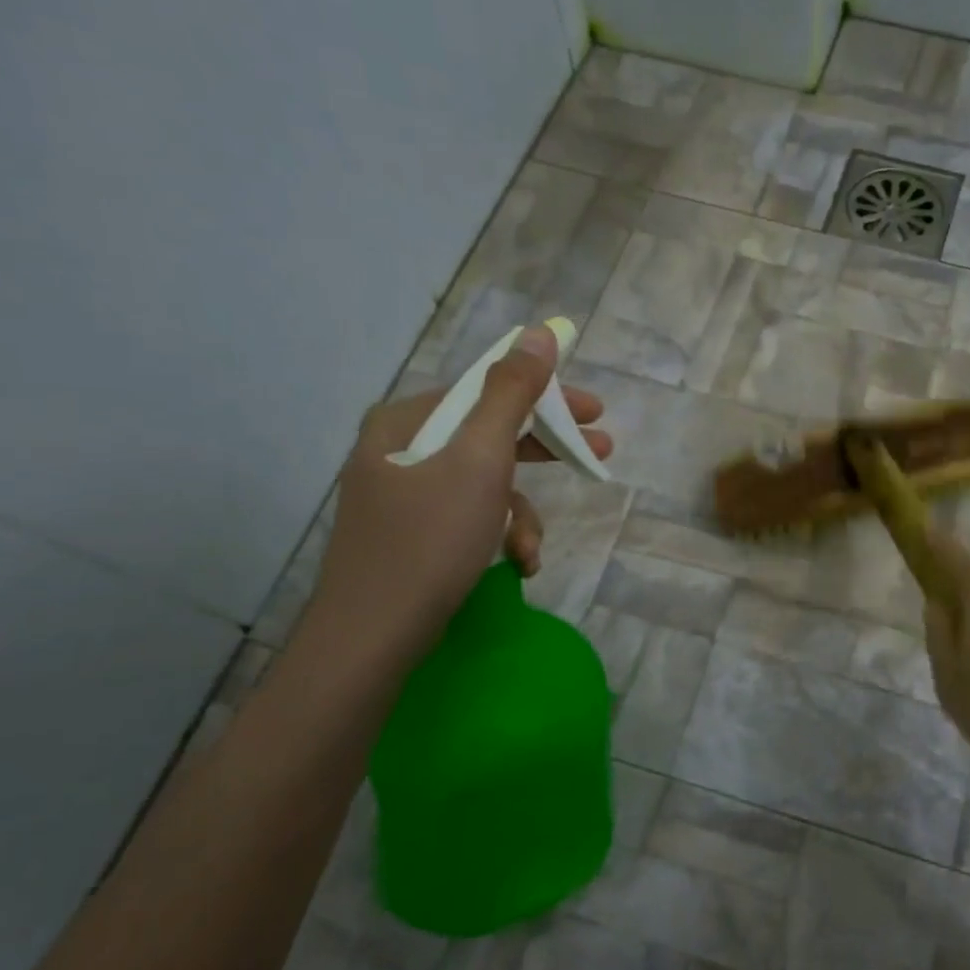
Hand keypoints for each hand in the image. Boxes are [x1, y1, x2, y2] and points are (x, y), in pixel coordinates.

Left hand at [308, 325, 610, 657]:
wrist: (372, 636)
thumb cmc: (430, 539)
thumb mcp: (480, 459)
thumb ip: (512, 393)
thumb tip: (539, 333)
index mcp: (407, 420)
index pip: (488, 389)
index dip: (547, 396)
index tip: (596, 411)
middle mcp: (399, 449)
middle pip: (489, 434)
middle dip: (545, 452)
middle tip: (598, 455)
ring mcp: (402, 495)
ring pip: (483, 483)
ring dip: (520, 513)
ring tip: (531, 549)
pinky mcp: (410, 535)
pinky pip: (468, 517)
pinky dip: (497, 536)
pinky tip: (515, 565)